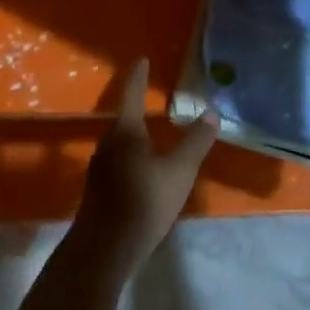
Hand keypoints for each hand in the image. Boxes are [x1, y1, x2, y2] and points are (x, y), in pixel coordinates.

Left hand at [76, 59, 218, 279]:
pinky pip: (119, 163)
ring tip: (153, 135)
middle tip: (153, 100)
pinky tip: (145, 170)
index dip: (138, 76)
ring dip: (135, 136)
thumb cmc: (143, 201)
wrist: (103, 250)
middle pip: (124, 120)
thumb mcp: (179, 171)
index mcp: (125, 132)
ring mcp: (100, 169)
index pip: (131, 94)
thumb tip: (210, 113)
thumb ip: (195, 142)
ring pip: (121, 144)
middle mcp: (108, 145)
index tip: (141, 59)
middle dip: (137, 108)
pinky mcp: (99, 191)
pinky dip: (133, 158)